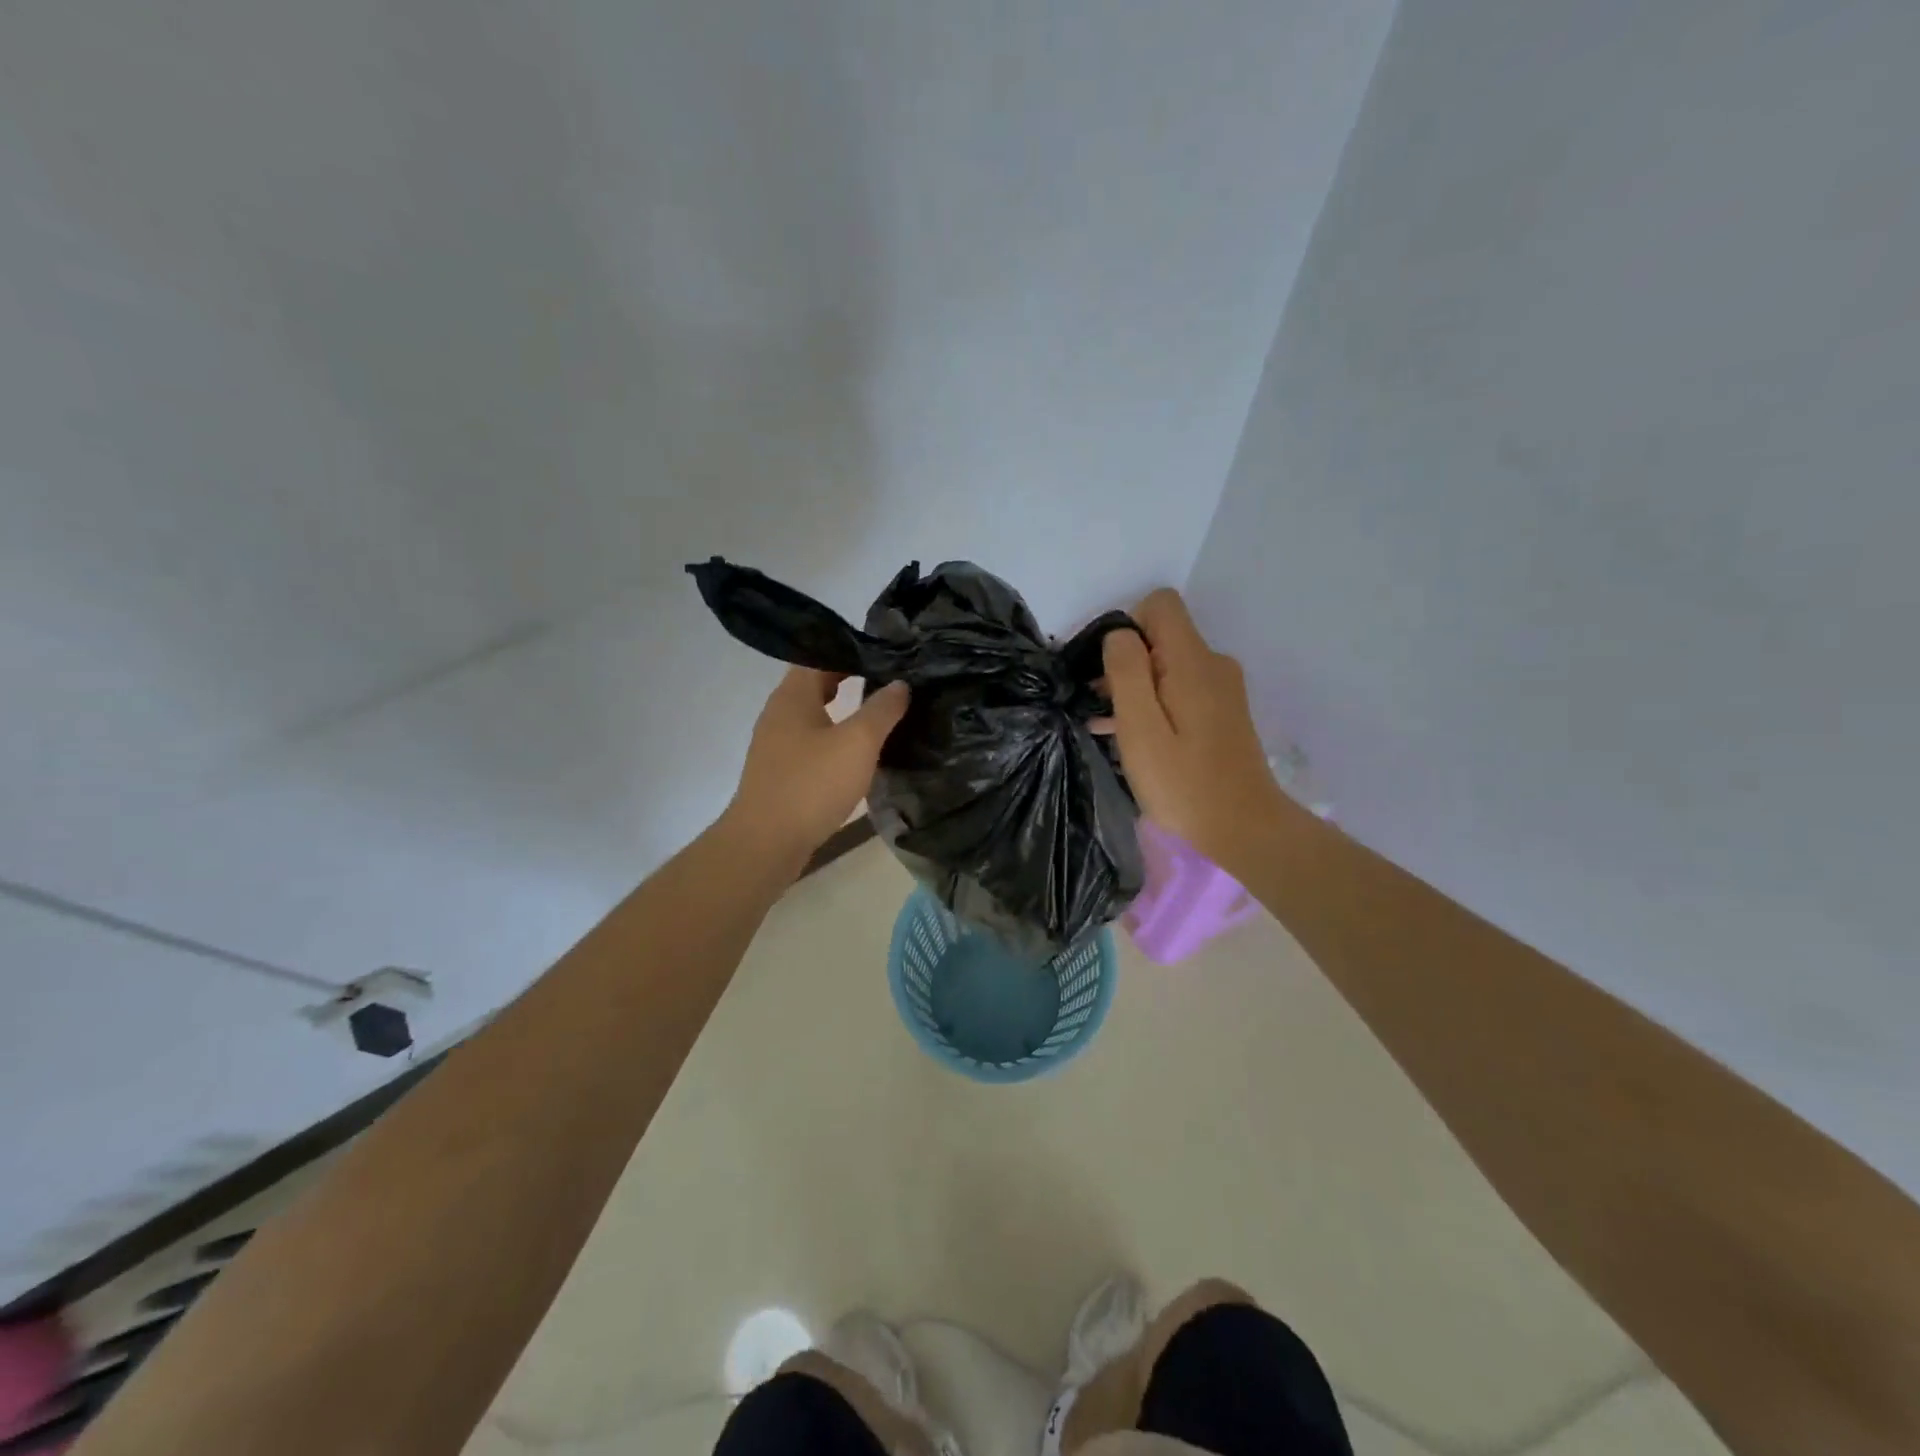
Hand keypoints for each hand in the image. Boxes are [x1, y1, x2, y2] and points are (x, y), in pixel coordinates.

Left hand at [726, 668, 910, 862]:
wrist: (766, 842)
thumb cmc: (812, 784)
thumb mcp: (857, 742)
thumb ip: (882, 709)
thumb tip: (900, 684)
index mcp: (793, 695)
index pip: (820, 655)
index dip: (852, 650)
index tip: (885, 653)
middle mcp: (779, 712)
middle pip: (815, 683)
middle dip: (849, 677)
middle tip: (887, 678)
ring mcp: (776, 743)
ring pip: (813, 714)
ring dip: (842, 710)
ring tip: (878, 713)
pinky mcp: (780, 771)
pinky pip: (810, 741)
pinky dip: (833, 737)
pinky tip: (855, 752)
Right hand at [1101, 589, 1295, 871]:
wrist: (1244, 831)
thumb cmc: (1184, 784)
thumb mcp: (1141, 728)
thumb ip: (1127, 672)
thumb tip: (1119, 634)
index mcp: (1193, 661)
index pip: (1160, 604)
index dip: (1126, 628)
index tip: (1109, 672)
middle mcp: (1213, 664)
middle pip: (1161, 636)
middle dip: (1125, 663)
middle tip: (1100, 708)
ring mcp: (1221, 690)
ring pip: (1167, 666)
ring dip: (1135, 689)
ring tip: (1107, 728)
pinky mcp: (1222, 713)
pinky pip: (1180, 690)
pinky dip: (1153, 704)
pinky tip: (1130, 738)